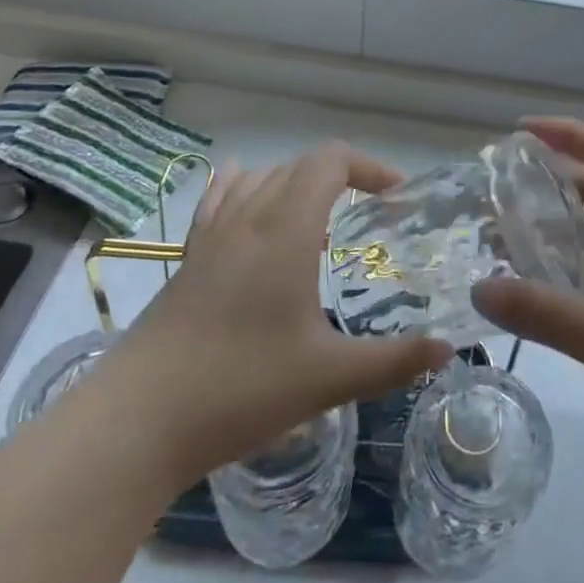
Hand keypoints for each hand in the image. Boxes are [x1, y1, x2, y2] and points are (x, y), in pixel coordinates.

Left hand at [120, 142, 451, 482]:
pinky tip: (251, 213)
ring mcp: (212, 235)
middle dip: (342, 177)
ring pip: (261, 177)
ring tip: (320, 225)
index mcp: (287, 230)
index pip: (331, 161)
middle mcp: (249, 217)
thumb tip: (447, 349)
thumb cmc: (239, 390)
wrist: (136, 422)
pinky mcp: (187, 257)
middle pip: (300, 164)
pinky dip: (247, 189)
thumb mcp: (328, 379)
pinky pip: (220, 199)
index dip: (371, 167)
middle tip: (370, 217)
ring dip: (298, 184)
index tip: (397, 198)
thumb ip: (394, 361)